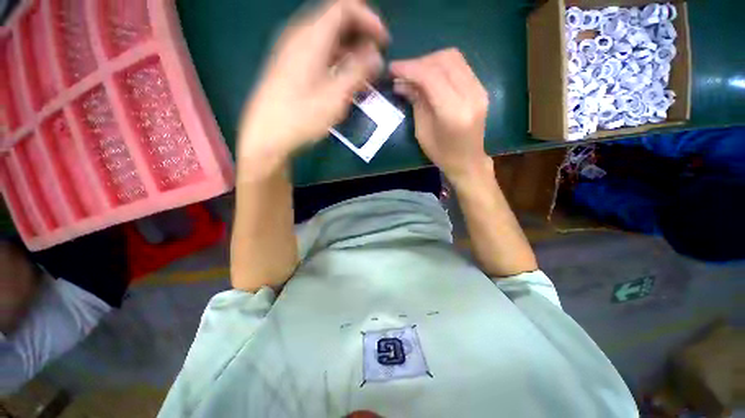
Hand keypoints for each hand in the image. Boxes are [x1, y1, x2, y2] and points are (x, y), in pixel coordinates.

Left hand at [238, 0, 387, 176]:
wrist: (267, 134)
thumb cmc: (302, 116)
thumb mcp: (335, 96)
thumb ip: (358, 72)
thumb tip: (376, 57)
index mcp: (311, 36)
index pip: (344, 7)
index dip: (369, 19)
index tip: (384, 41)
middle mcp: (300, 35)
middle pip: (336, 19)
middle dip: (361, 34)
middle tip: (376, 57)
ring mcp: (293, 50)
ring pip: (327, 37)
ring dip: (350, 48)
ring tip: (364, 70)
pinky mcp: (291, 65)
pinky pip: (319, 51)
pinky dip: (337, 58)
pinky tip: (344, 77)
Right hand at [390, 49, 490, 184]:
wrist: (467, 161)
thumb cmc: (441, 153)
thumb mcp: (422, 131)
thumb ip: (415, 102)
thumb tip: (400, 82)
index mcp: (453, 112)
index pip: (431, 76)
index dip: (409, 68)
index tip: (392, 68)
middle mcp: (471, 95)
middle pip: (444, 60)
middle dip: (419, 62)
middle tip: (403, 72)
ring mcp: (479, 89)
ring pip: (454, 58)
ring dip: (430, 61)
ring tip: (415, 73)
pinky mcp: (481, 88)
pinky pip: (460, 66)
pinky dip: (441, 66)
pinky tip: (430, 76)